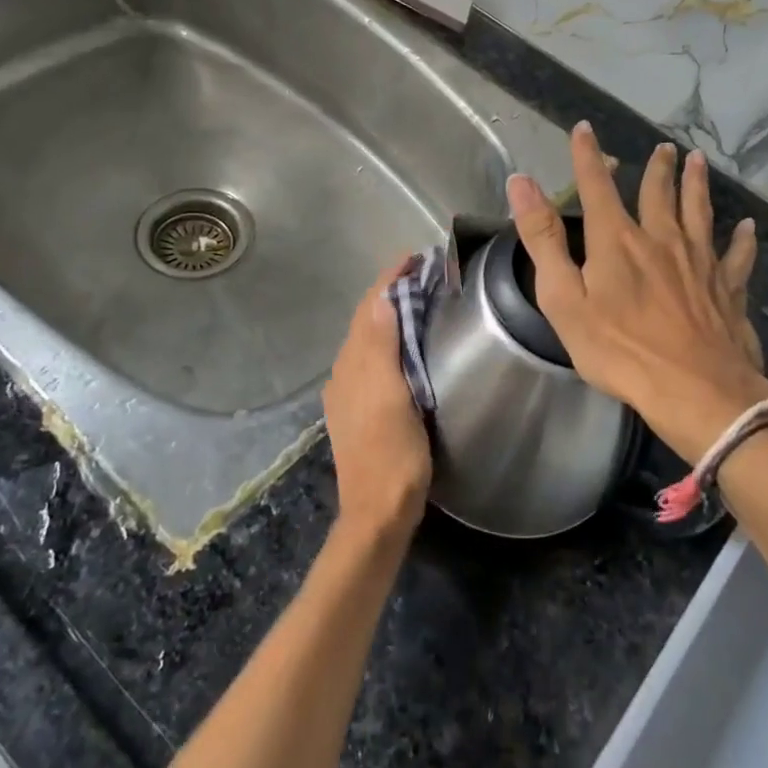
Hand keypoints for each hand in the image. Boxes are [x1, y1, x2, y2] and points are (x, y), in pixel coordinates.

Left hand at [322, 258, 433, 543]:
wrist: (378, 511)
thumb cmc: (392, 453)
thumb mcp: (391, 396)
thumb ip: (382, 347)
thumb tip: (381, 300)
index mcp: (353, 365)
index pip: (369, 308)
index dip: (389, 280)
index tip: (414, 257)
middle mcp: (344, 373)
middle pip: (365, 320)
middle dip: (389, 292)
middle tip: (422, 273)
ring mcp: (349, 393)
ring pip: (367, 339)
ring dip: (387, 315)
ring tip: (417, 300)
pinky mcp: (358, 410)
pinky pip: (370, 359)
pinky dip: (386, 339)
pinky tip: (403, 346)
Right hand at [507, 123, 767, 464]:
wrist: (694, 390)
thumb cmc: (619, 350)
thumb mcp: (564, 298)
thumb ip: (543, 239)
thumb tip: (521, 182)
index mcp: (617, 241)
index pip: (597, 187)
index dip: (587, 156)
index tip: (583, 128)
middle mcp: (661, 240)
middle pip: (658, 193)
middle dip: (657, 168)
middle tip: (663, 147)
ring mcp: (700, 262)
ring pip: (699, 212)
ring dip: (697, 184)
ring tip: (698, 161)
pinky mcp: (728, 288)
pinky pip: (737, 256)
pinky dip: (742, 240)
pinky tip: (747, 228)